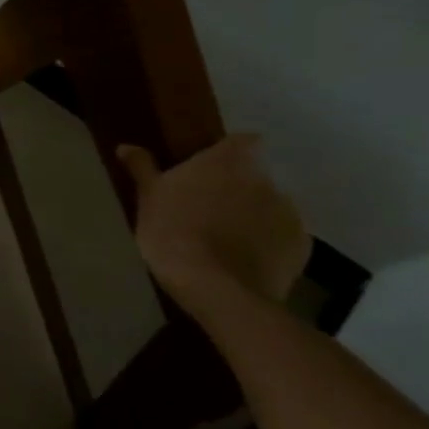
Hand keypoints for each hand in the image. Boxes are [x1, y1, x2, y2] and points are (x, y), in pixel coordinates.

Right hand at [118, 135, 310, 305]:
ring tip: (227, 239)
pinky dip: (268, 243)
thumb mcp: (148, 198)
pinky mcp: (302, 246)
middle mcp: (265, 179)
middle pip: (255, 175)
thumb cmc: (173, 232)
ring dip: (254, 215)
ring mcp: (289, 213)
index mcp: (227, 161)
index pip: (243, 141)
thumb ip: (142, 168)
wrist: (216, 288)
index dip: (229, 153)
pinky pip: (283, 236)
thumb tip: (125, 146)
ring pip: (270, 206)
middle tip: (209, 208)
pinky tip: (244, 260)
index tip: (210, 169)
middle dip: (237, 188)